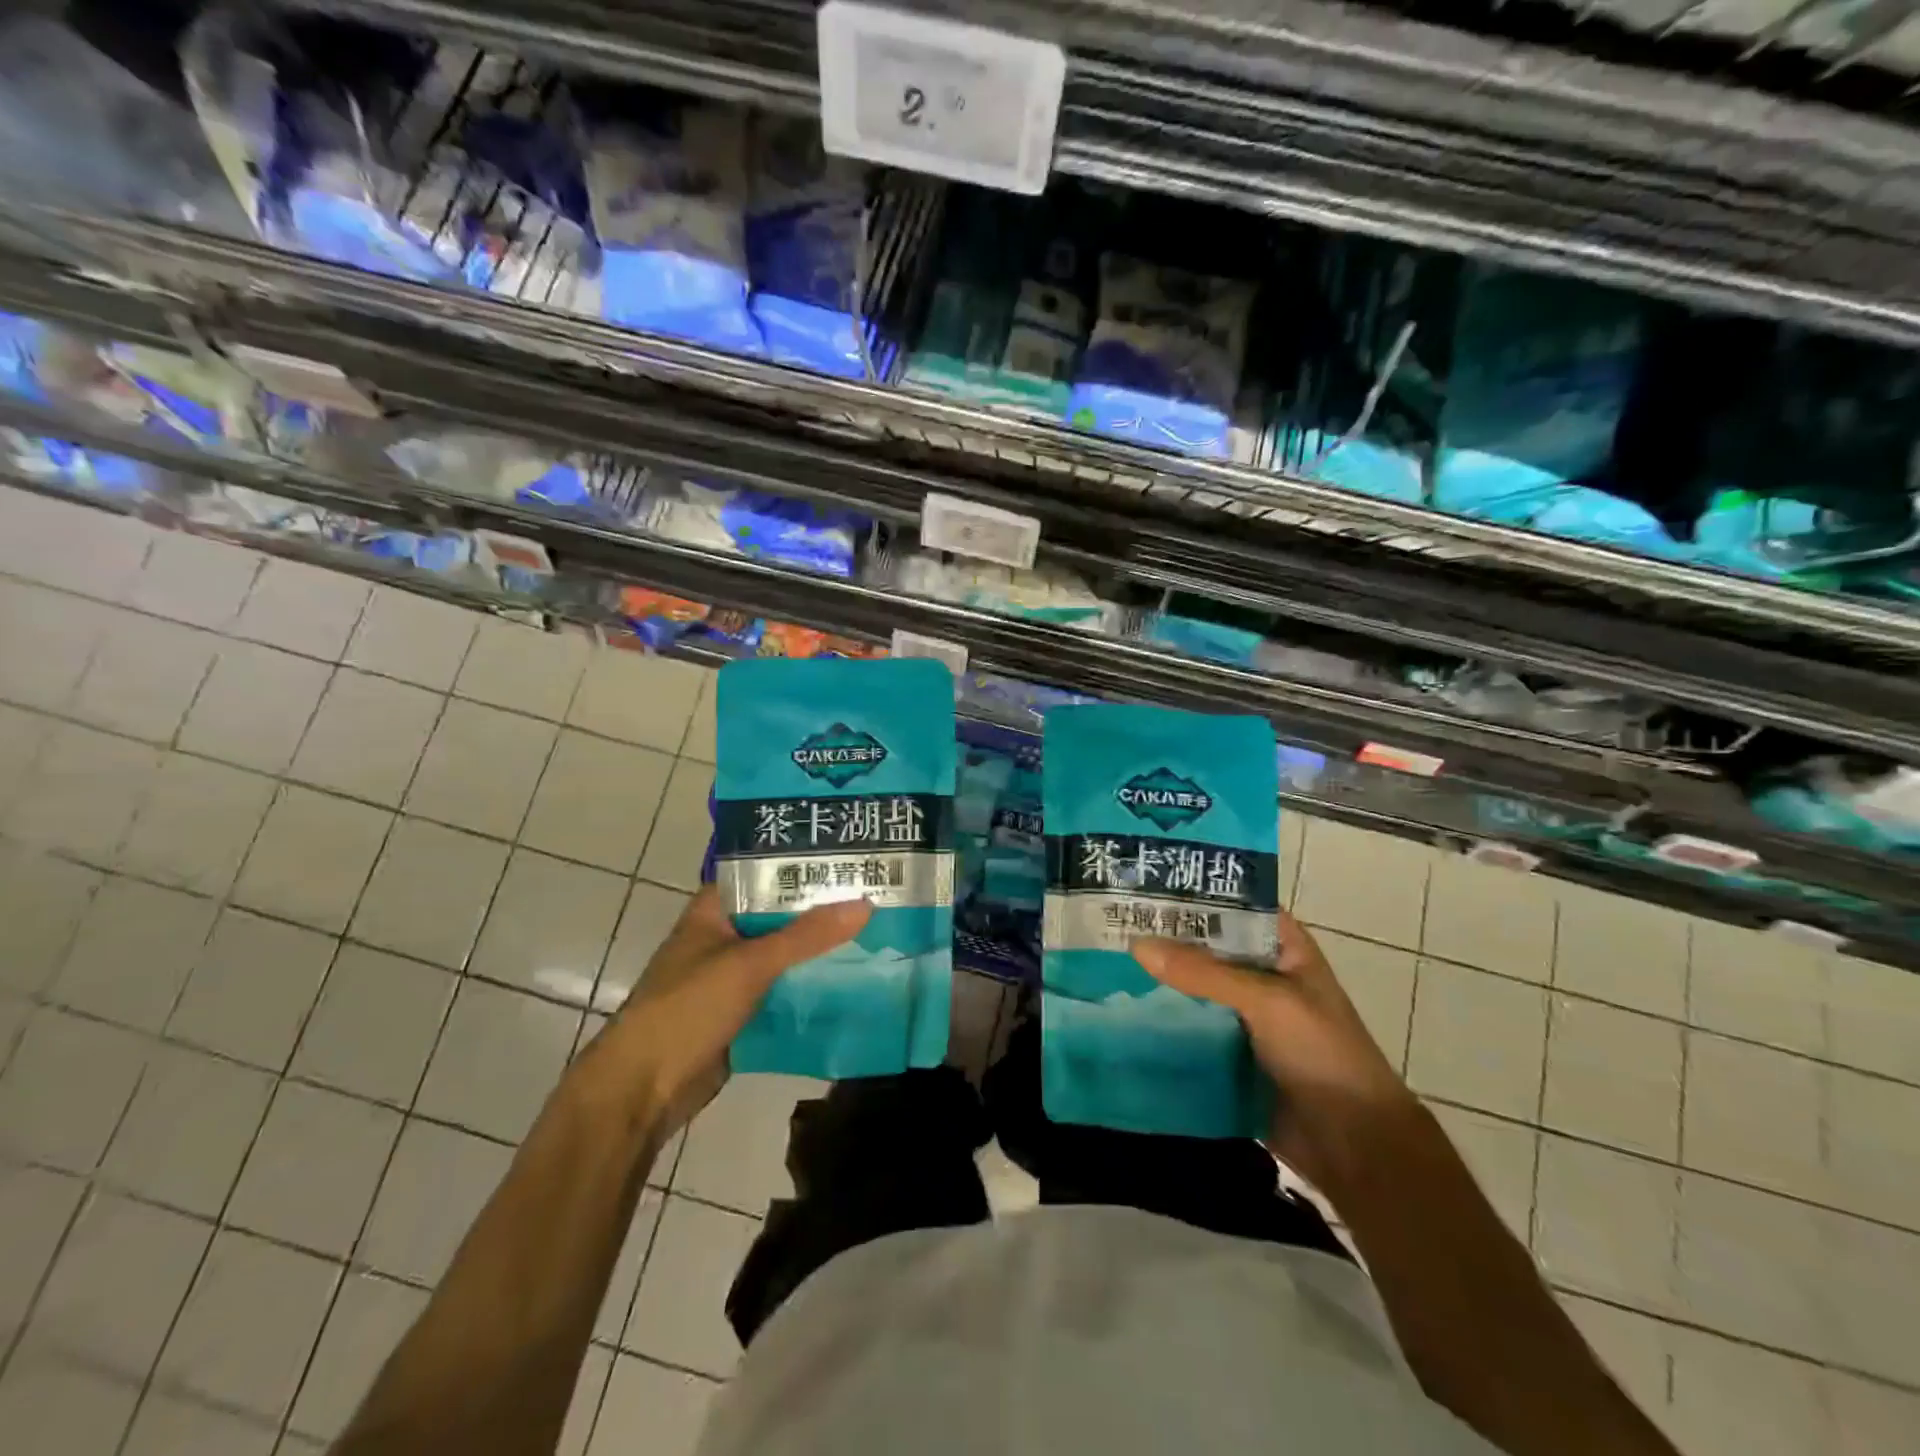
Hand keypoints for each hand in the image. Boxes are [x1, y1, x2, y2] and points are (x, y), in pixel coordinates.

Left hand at [587, 887, 869, 1133]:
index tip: (853, 858)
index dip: (806, 865)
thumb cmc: (689, 1008)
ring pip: (786, 956)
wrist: (644, 1089)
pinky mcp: (742, 1012)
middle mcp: (725, 936)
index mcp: (715, 910)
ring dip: (821, 952)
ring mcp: (733, 976)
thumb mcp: (751, 963)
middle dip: (824, 912)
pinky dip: (812, 988)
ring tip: (878, 935)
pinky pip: (784, 991)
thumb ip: (808, 935)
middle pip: (782, 916)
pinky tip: (854, 982)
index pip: (766, 873)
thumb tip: (865, 904)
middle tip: (879, 897)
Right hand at [1131, 912, 1417, 1187]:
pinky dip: (1160, 1022)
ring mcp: (1242, 1015)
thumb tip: (1136, 945)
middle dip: (1162, 939)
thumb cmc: (1322, 1054)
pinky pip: (1188, 1028)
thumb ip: (1203, 973)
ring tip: (1098, 963)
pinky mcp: (1227, 1053)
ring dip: (1156, 982)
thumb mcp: (1267, 1001)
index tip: (1139, 885)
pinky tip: (1119, 1013)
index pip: (1231, 906)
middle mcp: (1259, 974)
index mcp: (1281, 948)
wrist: (1353, 1146)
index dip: (1190, 895)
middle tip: (1106, 925)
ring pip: (1192, 988)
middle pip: (1204, 947)